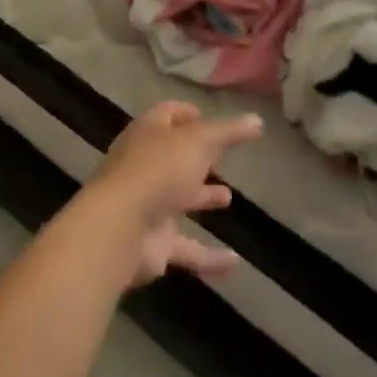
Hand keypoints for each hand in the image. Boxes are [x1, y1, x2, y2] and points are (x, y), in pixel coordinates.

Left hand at [86, 101, 262, 288]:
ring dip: (201, 197)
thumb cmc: (158, 170)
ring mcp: (147, 206)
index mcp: (148, 134)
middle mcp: (145, 168)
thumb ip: (228, 132)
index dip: (185, 113)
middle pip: (172, 158)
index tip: (205, 116)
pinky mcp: (153, 244)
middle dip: (195, 157)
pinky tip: (234, 262)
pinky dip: (209, 256)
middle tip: (221, 157)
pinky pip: (186, 249)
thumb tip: (257, 120)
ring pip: (178, 200)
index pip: (166, 116)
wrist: (119, 229)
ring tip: (228, 197)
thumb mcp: (198, 141)